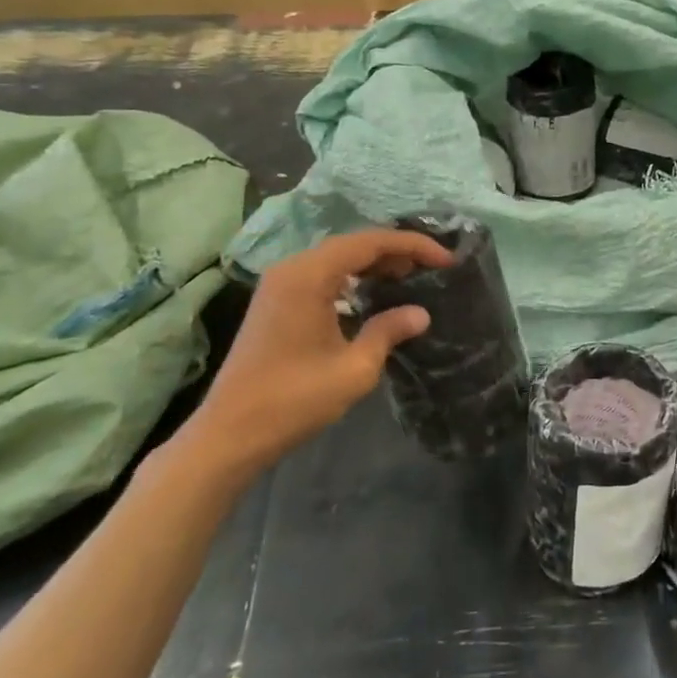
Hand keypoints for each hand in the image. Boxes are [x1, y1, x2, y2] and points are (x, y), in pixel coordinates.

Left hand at [174, 228, 453, 483]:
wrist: (229, 435)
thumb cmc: (293, 399)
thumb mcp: (354, 368)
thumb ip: (389, 331)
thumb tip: (420, 313)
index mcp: (309, 275)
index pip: (371, 242)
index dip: (413, 246)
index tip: (447, 261)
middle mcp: (292, 269)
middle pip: (353, 244)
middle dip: (396, 251)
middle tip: (432, 268)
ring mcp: (280, 285)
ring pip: (338, 258)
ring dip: (375, 263)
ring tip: (411, 278)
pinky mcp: (276, 303)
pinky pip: (323, 275)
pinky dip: (353, 277)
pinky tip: (374, 295)